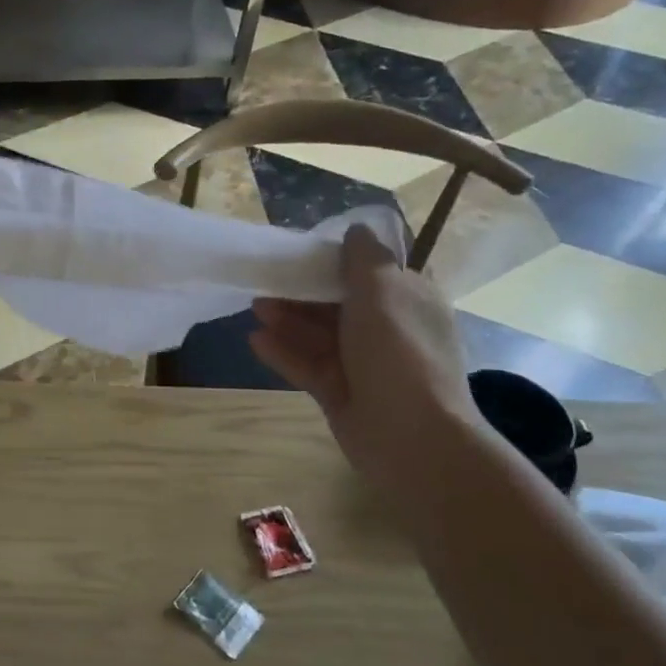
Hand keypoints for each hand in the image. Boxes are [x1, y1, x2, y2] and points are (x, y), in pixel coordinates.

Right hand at [250, 223, 477, 485]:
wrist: (411, 436)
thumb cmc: (399, 352)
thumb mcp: (383, 290)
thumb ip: (363, 258)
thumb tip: (356, 230)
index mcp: (408, 301)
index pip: (371, 273)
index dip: (336, 261)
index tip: (300, 253)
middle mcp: (388, 330)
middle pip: (338, 303)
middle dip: (302, 292)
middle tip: (265, 282)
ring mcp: (363, 364)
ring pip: (320, 335)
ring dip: (288, 320)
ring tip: (255, 308)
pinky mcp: (340, 392)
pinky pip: (308, 365)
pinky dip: (284, 353)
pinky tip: (256, 341)